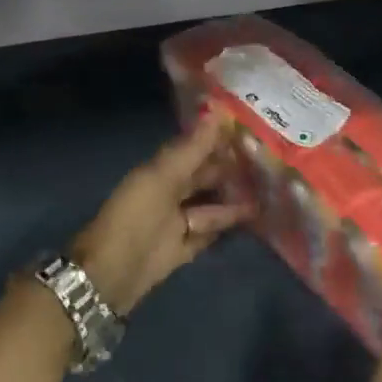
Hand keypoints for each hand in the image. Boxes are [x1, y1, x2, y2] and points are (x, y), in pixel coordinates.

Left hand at [72, 116, 251, 314]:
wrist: (112, 273)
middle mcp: (169, 194)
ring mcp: (177, 223)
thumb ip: (192, 148)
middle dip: (231, 171)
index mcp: (160, 172)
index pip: (194, 150)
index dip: (218, 140)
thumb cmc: (136, 217)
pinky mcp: (184, 249)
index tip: (251, 129)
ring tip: (269, 192)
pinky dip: (227, 228)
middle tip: (268, 162)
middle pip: (204, 178)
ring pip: (211, 207)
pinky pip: (210, 234)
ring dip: (234, 201)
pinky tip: (253, 221)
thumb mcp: (162, 177)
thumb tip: (217, 107)